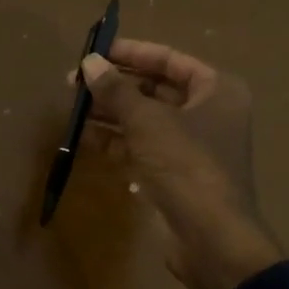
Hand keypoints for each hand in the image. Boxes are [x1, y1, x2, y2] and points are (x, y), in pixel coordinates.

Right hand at [78, 39, 281, 288]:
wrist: (210, 238)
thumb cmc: (186, 165)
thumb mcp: (148, 121)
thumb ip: (116, 90)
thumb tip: (89, 63)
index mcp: (216, 90)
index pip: (169, 60)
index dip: (131, 53)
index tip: (95, 51)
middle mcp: (207, 113)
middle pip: (154, 89)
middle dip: (115, 85)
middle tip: (74, 82)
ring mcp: (189, 146)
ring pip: (143, 120)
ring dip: (109, 113)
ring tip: (71, 107)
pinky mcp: (172, 174)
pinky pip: (139, 147)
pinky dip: (114, 141)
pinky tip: (82, 136)